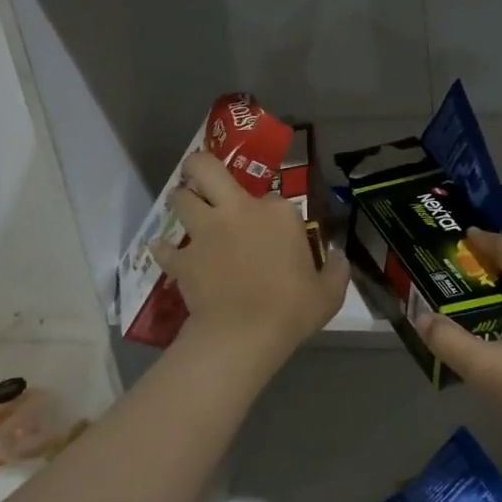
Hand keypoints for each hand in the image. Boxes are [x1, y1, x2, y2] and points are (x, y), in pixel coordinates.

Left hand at [152, 151, 350, 377]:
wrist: (244, 335)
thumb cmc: (292, 309)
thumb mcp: (329, 292)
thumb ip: (336, 269)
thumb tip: (337, 255)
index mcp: (278, 213)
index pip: (273, 197)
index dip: (271, 211)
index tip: (274, 229)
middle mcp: (238, 211)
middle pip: (207, 170)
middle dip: (199, 165)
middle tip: (201, 176)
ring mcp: (206, 233)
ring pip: (179, 199)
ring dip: (181, 200)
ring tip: (186, 209)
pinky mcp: (183, 259)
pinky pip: (164, 247)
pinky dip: (164, 248)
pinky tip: (165, 252)